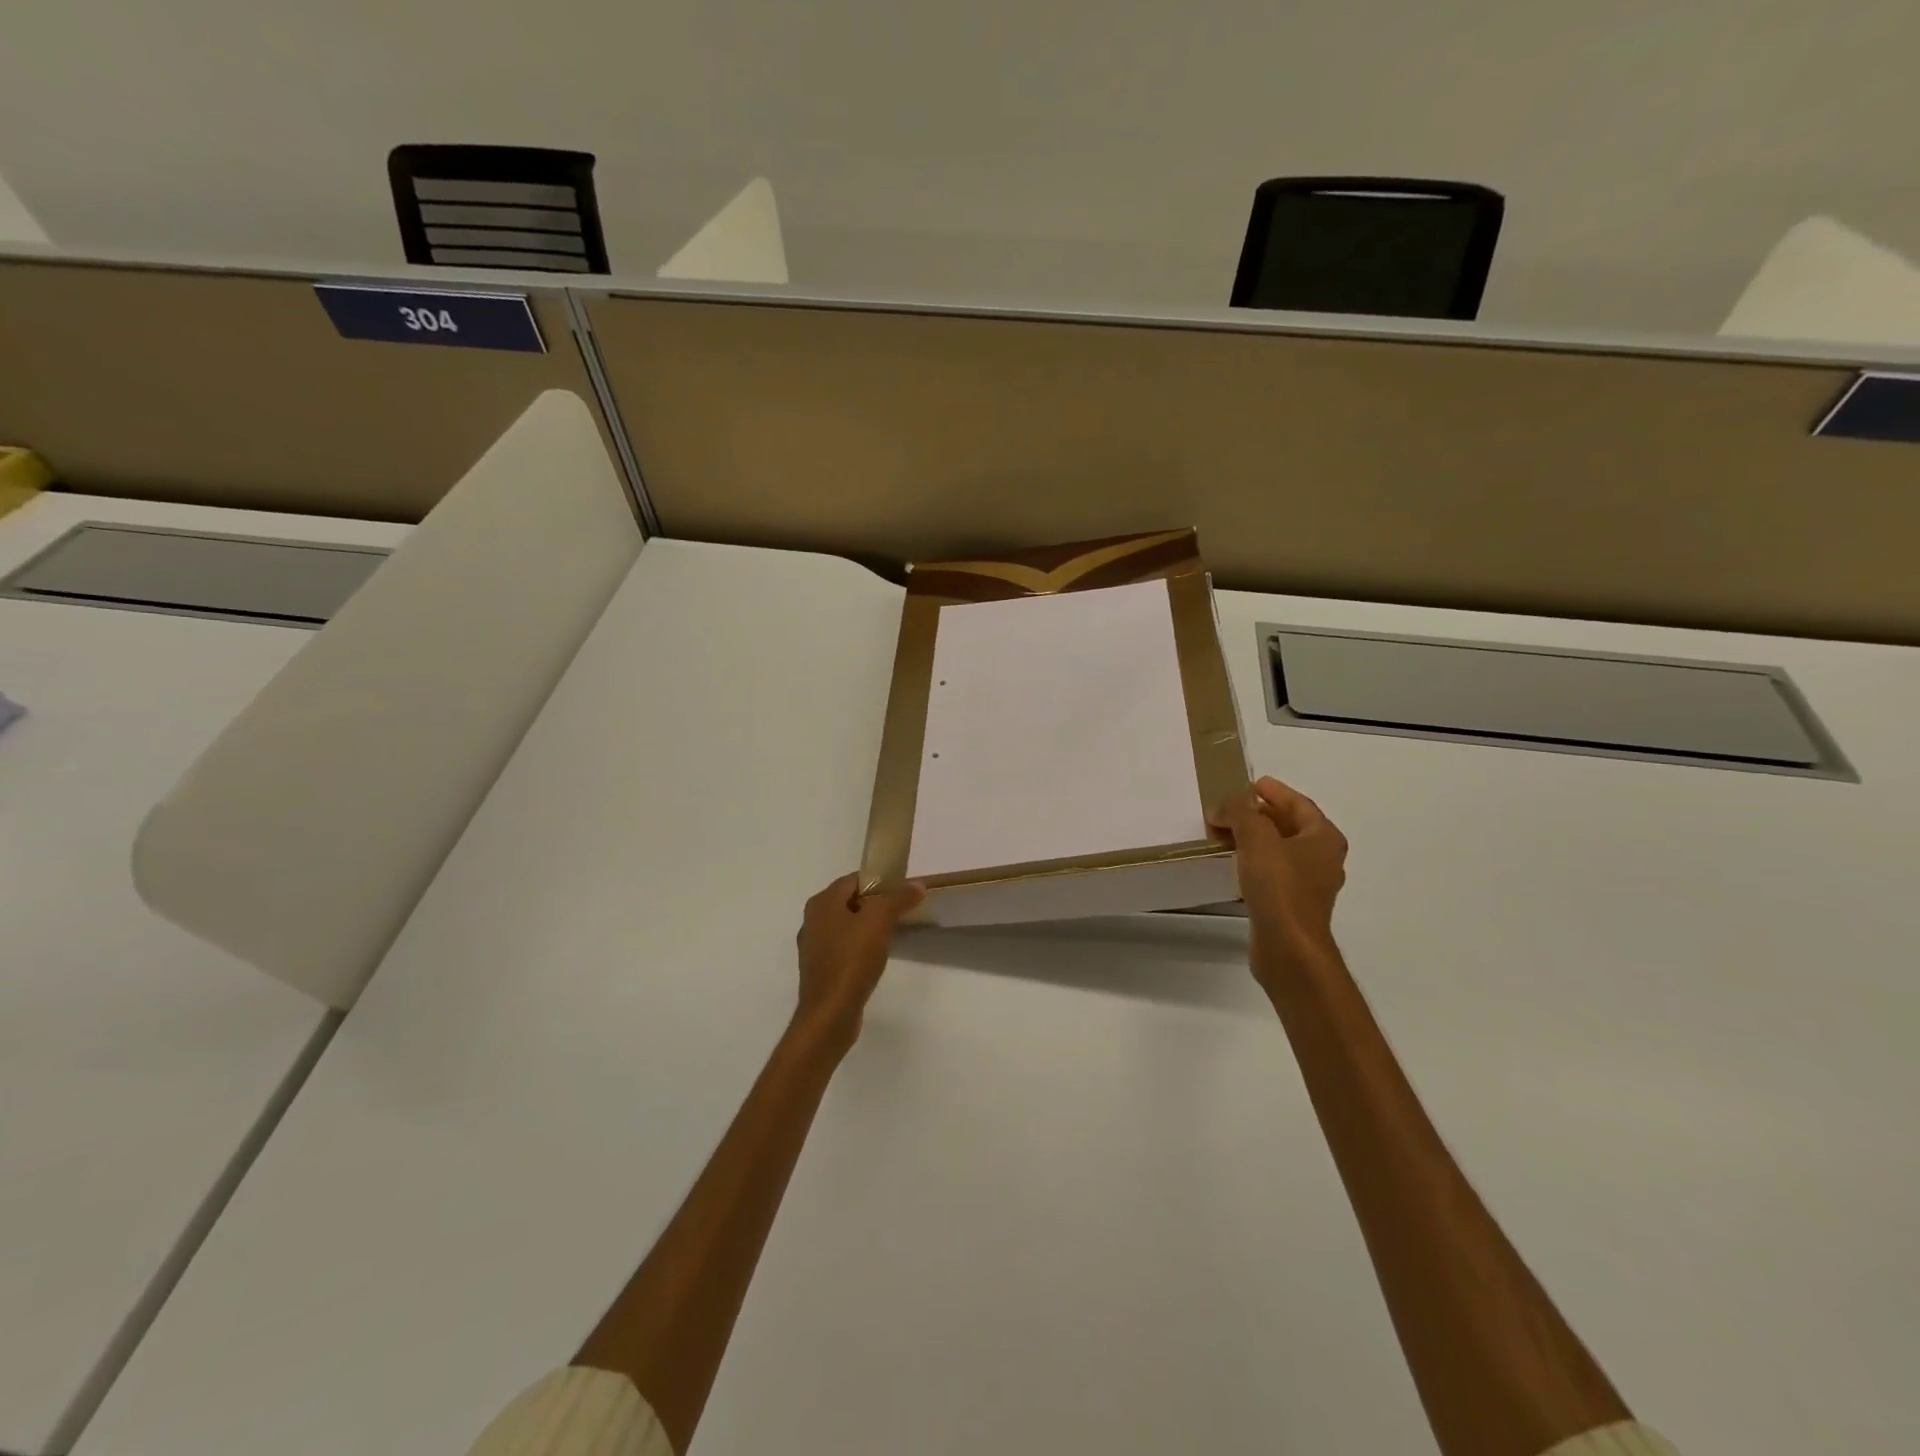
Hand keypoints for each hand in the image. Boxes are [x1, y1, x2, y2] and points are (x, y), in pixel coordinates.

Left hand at [792, 874, 924, 1052]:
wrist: (830, 1014)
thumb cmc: (851, 960)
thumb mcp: (879, 921)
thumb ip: (898, 898)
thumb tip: (917, 884)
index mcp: (822, 902)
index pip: (855, 879)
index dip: (880, 881)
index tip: (904, 891)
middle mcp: (813, 920)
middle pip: (851, 901)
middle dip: (877, 903)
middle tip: (903, 911)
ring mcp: (814, 946)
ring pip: (848, 925)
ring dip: (869, 926)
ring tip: (894, 933)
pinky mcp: (821, 969)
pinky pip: (845, 947)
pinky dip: (861, 947)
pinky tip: (877, 957)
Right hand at [1208, 776, 1348, 983]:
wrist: (1288, 946)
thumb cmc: (1279, 887)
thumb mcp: (1256, 838)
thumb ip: (1241, 812)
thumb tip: (1226, 803)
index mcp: (1324, 838)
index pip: (1299, 803)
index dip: (1275, 791)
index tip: (1251, 784)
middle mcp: (1322, 858)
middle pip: (1291, 826)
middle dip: (1261, 814)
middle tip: (1232, 807)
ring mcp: (1309, 884)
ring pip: (1280, 850)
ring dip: (1255, 838)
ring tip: (1227, 831)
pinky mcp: (1292, 905)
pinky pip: (1273, 872)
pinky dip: (1254, 861)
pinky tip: (1233, 863)